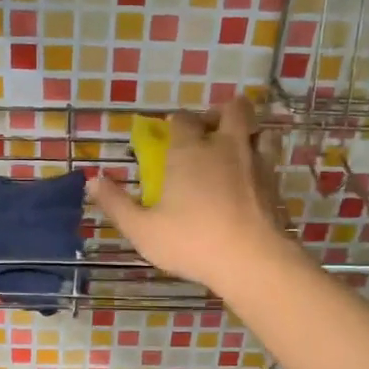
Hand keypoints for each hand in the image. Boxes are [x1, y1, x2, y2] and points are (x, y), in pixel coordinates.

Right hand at [89, 96, 291, 290]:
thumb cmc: (191, 241)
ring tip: (236, 149)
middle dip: (221, 112)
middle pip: (233, 109)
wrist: (252, 260)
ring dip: (249, 131)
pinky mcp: (275, 184)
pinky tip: (251, 179)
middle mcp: (225, 147)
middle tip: (210, 131)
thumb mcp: (142, 230)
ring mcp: (255, 163)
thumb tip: (92, 181)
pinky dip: (261, 161)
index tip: (169, 132)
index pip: (183, 119)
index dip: (176, 121)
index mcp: (189, 151)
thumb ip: (116, 204)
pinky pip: (271, 159)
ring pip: (260, 130)